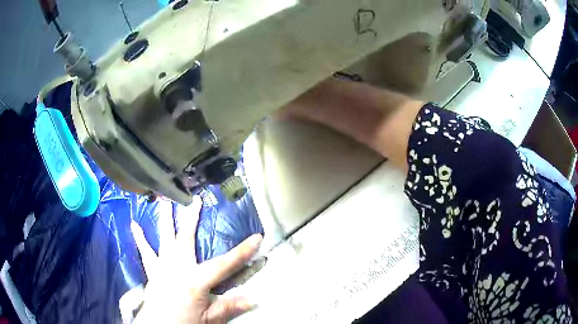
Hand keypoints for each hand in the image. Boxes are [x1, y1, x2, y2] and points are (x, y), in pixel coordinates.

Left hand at [131, 196, 262, 323]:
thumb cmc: (185, 322)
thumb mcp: (210, 319)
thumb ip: (228, 307)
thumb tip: (253, 299)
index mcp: (195, 280)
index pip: (224, 264)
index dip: (242, 251)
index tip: (256, 237)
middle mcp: (177, 267)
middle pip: (186, 238)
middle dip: (192, 218)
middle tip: (196, 199)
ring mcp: (162, 266)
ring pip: (164, 238)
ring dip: (165, 219)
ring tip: (164, 201)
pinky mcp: (152, 270)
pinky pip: (145, 251)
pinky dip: (140, 238)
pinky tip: (134, 225)